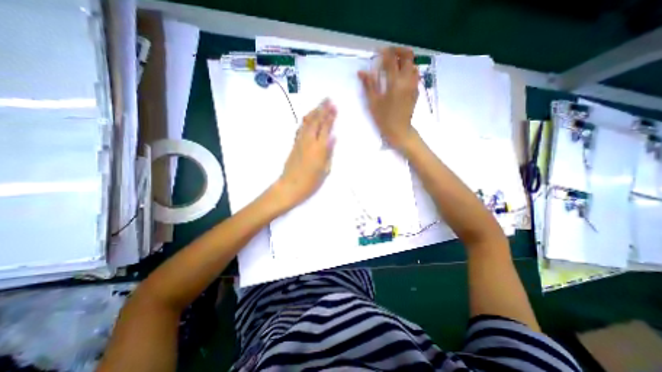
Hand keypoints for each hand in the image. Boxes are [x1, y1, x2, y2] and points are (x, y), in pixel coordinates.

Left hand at [272, 99, 336, 209]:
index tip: (334, 106)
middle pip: (316, 121)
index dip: (330, 116)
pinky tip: (308, 117)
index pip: (326, 128)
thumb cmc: (310, 182)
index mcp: (319, 148)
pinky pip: (300, 129)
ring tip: (319, 104)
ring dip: (314, 112)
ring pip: (307, 123)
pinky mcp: (294, 145)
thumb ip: (329, 152)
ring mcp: (300, 142)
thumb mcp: (325, 170)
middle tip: (328, 99)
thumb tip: (333, 137)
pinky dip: (305, 121)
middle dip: (323, 109)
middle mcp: (309, 141)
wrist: (290, 186)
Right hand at [360, 47, 420, 149]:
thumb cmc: (384, 119)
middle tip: (388, 54)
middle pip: (407, 55)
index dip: (384, 52)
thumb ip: (369, 85)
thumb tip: (361, 71)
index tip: (378, 51)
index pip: (391, 59)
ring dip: (404, 60)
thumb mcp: (373, 103)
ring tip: (393, 65)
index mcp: (395, 83)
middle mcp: (407, 80)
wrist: (399, 131)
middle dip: (398, 51)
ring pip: (413, 64)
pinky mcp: (416, 91)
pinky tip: (399, 77)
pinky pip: (414, 74)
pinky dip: (408, 69)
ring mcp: (414, 85)